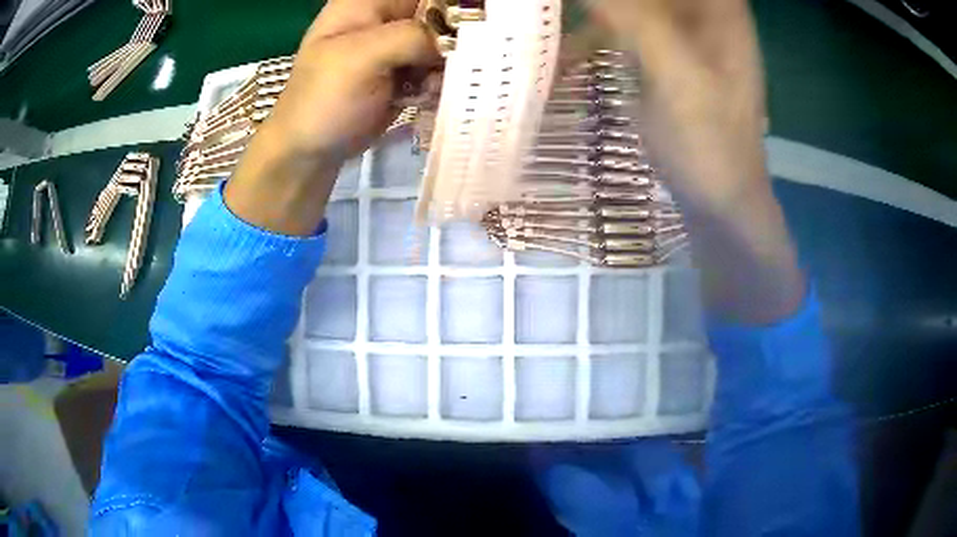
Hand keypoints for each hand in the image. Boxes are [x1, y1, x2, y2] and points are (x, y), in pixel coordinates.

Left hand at [225, 0, 439, 235]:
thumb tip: (453, 40)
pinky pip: (438, 67)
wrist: (310, 152)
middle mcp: (385, 18)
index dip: (449, 4)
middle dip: (454, 35)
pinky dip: (440, 82)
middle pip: (439, 13)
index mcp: (367, 2)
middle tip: (451, 61)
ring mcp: (396, 46)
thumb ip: (409, 36)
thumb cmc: (323, 100)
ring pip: (444, 41)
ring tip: (428, 86)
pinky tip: (424, 97)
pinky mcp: (405, 72)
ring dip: (447, 64)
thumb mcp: (359, 58)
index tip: (468, 24)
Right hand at [588, 0, 804, 322]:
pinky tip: (564, 31)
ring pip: (633, 0)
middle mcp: (702, 8)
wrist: (719, 199)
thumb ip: (634, 16)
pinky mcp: (660, 50)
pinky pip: (622, 19)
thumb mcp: (678, 76)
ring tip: (554, 8)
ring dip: (600, 5)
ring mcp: (679, 28)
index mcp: (720, 6)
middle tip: (576, 5)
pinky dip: (594, 20)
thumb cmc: (712, 145)